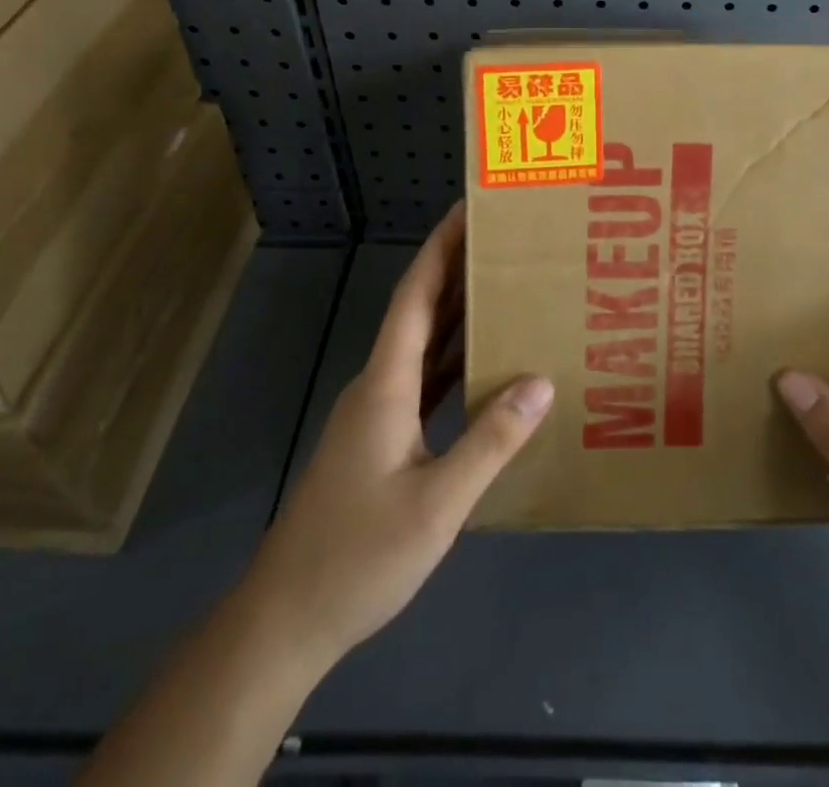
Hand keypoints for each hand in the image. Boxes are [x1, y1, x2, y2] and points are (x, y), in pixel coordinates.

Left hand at [253, 203, 553, 665]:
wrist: (287, 618)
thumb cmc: (358, 555)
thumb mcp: (437, 503)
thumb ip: (490, 441)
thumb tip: (541, 381)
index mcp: (386, 383)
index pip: (416, 295)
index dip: (441, 247)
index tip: (469, 210)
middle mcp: (379, 384)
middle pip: (421, 310)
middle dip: (457, 268)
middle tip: (505, 240)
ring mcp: (378, 412)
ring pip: (424, 345)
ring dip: (459, 313)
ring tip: (506, 286)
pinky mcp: (381, 438)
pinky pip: (424, 381)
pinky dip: (455, 361)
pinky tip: (486, 365)